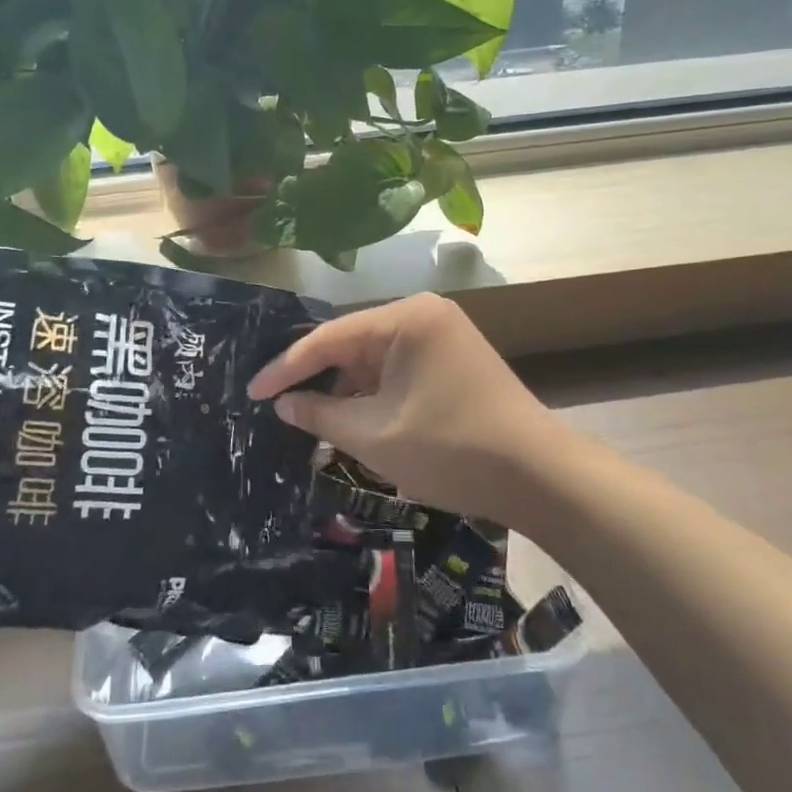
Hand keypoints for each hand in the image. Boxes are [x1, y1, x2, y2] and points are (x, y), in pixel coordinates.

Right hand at [247, 293, 569, 524]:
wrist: (540, 477)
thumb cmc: (450, 450)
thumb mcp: (374, 436)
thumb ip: (320, 414)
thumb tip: (283, 403)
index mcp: (404, 319)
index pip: (328, 338)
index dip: (285, 367)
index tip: (250, 392)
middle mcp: (423, 314)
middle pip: (351, 344)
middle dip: (316, 378)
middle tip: (275, 404)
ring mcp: (442, 334)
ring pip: (374, 358)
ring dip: (346, 389)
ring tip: (309, 418)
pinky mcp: (453, 358)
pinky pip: (398, 368)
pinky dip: (374, 393)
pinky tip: (352, 418)